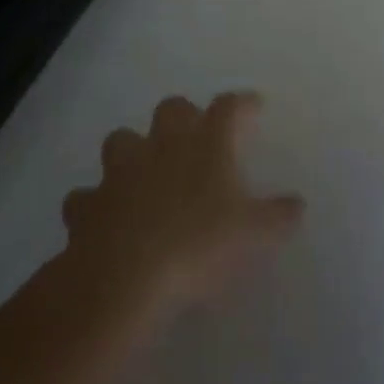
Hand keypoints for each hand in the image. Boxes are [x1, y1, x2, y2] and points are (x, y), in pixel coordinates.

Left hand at [60, 92, 303, 328]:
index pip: (229, 107)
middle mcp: (163, 145)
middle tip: (195, 138)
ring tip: (143, 173)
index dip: (242, 104)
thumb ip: (277, 216)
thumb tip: (297, 205)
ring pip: (121, 140)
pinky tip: (104, 219)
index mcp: (206, 143)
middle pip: (172, 109)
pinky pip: (86, 196)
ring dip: (132, 151)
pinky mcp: (87, 205)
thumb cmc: (198, 246)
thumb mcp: (252, 235)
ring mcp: (120, 172)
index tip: (254, 107)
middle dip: (183, 117)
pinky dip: (95, 203)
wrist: (123, 280)